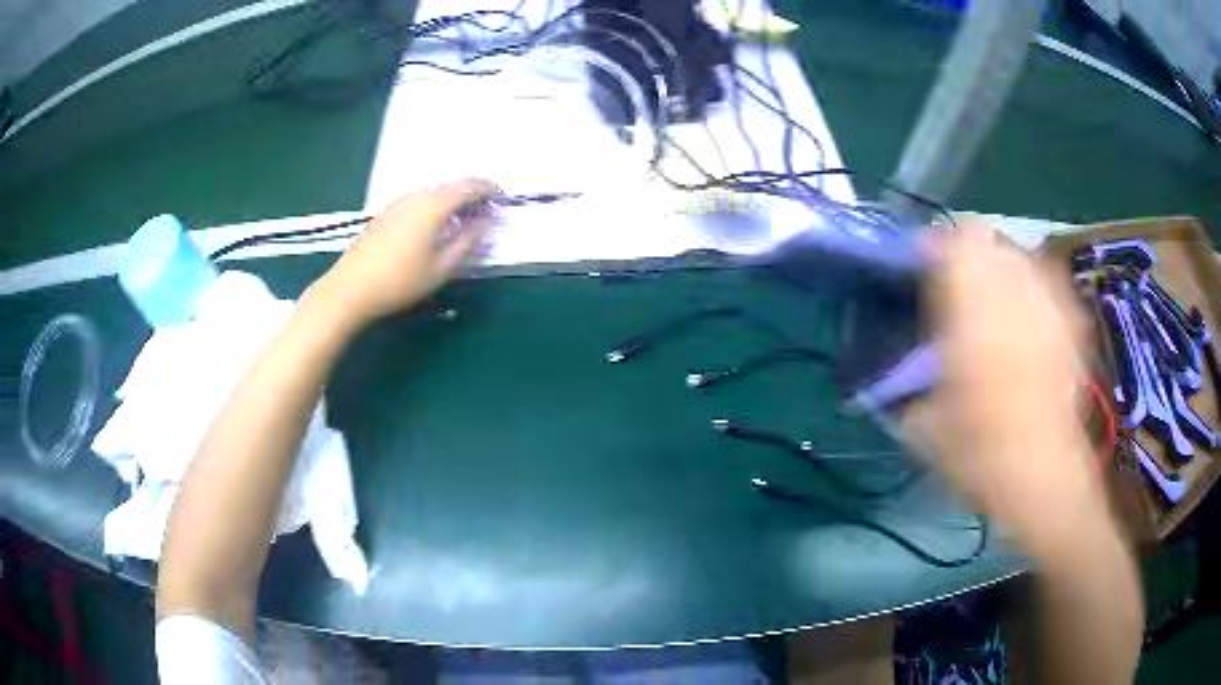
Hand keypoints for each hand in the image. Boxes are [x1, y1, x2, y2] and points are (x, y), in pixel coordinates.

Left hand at [314, 179, 499, 327]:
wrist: (350, 288)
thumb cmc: (399, 281)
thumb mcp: (441, 268)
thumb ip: (468, 243)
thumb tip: (485, 223)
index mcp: (434, 205)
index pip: (471, 186)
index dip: (491, 190)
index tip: (505, 200)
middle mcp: (417, 196)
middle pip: (452, 185)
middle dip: (473, 194)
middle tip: (487, 211)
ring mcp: (398, 203)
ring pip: (434, 193)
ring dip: (453, 201)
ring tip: (463, 223)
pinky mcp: (385, 214)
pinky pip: (419, 202)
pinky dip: (435, 208)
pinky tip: (434, 229)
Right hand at [925, 222, 1112, 560]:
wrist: (1046, 481)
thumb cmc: (984, 457)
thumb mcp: (925, 427)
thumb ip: (905, 386)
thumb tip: (890, 368)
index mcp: (974, 313)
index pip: (950, 244)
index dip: (929, 247)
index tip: (916, 270)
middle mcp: (1014, 296)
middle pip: (987, 239)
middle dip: (964, 253)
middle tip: (952, 288)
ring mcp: (1048, 305)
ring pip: (1017, 254)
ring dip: (996, 267)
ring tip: (989, 302)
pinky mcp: (1070, 323)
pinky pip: (1046, 283)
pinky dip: (1028, 289)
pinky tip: (1024, 321)